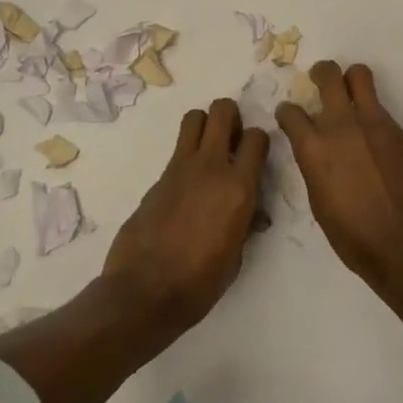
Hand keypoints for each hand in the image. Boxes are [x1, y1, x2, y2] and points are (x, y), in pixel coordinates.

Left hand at [103, 98, 268, 329]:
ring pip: (194, 118)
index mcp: (238, 188)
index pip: (257, 137)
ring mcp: (180, 168)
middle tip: (231, 139)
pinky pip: (177, 151)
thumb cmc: (199, 284)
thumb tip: (252, 215)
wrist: (144, 293)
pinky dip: (186, 156)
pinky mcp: (157, 178)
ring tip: (208, 149)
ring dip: (205, 125)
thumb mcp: (235, 257)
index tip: (255, 155)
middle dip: (231, 116)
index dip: (258, 141)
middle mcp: (211, 167)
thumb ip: (245, 224)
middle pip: (222, 110)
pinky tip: (186, 186)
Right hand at [275, 62, 402, 286]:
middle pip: (328, 75)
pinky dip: (374, 117)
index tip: (289, 115)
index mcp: (314, 147)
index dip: (287, 112)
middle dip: (321, 72)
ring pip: (361, 76)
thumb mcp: (319, 200)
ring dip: (352, 81)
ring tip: (351, 93)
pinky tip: (377, 139)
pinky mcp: (399, 130)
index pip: (290, 113)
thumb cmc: (352, 234)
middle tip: (320, 79)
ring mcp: (374, 123)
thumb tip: (318, 152)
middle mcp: (341, 125)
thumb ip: (316, 165)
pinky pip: (381, 110)